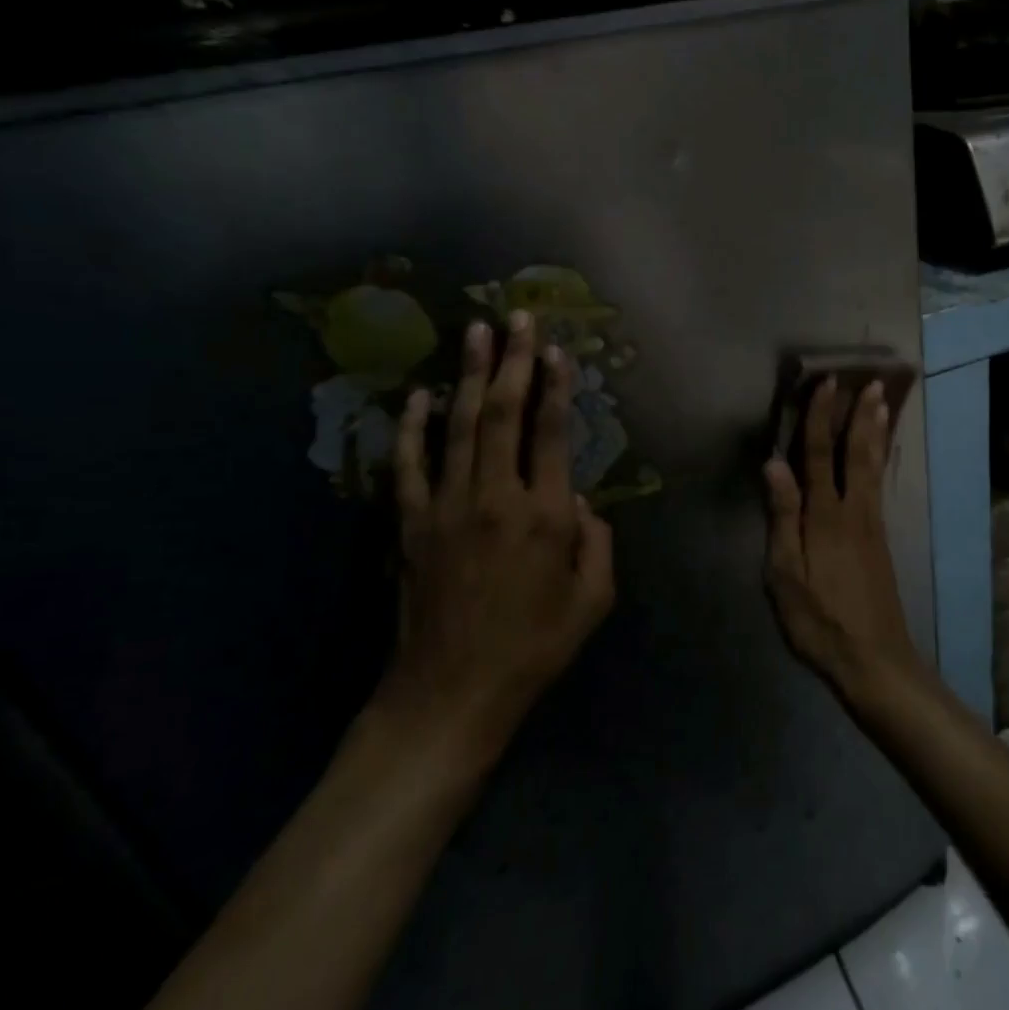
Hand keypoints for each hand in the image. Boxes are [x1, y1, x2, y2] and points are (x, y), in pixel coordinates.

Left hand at [376, 312, 615, 780]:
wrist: (451, 693)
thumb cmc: (534, 647)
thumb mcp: (593, 600)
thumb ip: (598, 542)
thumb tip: (581, 503)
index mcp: (546, 515)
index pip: (554, 433)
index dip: (557, 387)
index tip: (557, 350)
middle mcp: (497, 496)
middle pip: (503, 413)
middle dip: (512, 360)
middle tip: (516, 317)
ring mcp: (447, 506)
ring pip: (458, 425)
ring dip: (468, 375)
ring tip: (474, 331)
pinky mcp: (411, 524)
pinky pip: (410, 464)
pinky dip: (412, 426)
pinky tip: (418, 395)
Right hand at [764, 379, 921, 704]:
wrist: (874, 658)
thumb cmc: (819, 620)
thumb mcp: (786, 575)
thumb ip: (782, 516)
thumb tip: (773, 463)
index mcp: (825, 516)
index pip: (820, 454)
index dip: (821, 417)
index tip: (827, 383)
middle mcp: (854, 510)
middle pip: (857, 453)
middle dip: (861, 415)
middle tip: (871, 382)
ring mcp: (871, 524)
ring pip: (874, 466)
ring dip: (877, 432)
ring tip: (884, 404)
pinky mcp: (879, 538)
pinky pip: (879, 483)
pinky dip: (881, 458)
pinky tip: (880, 454)